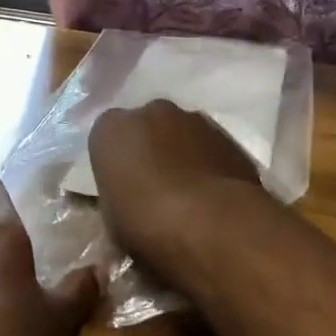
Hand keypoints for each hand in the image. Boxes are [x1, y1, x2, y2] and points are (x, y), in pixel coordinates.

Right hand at [88, 101, 265, 279]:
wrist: (212, 224)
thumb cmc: (147, 221)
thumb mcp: (112, 220)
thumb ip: (117, 199)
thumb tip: (127, 206)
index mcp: (112, 128)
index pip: (106, 138)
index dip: (115, 164)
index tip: (122, 188)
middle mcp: (151, 112)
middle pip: (146, 128)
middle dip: (149, 150)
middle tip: (154, 188)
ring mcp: (194, 119)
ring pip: (181, 134)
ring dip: (181, 154)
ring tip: (188, 195)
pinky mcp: (229, 136)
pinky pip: (210, 148)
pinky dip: (209, 164)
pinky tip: (212, 196)